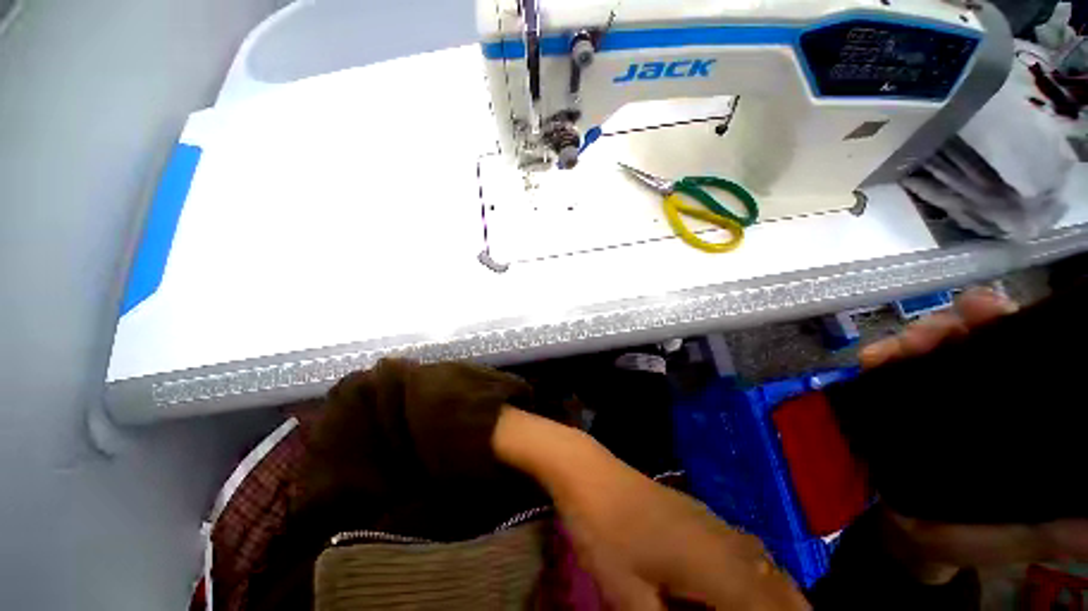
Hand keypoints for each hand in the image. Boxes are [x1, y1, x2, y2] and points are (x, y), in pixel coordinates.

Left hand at [493, 407, 807, 609]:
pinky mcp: (693, 506)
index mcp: (712, 566)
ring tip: (776, 610)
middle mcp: (721, 539)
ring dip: (776, 591)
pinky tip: (742, 577)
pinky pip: (741, 542)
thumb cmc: (604, 532)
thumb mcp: (629, 595)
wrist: (589, 471)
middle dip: (791, 610)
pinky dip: (756, 567)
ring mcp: (707, 517)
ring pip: (762, 561)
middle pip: (776, 585)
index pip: (768, 608)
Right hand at [859, 287, 1087, 582]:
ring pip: (920, 348)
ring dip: (907, 340)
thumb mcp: (1016, 534)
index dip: (1000, 324)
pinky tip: (869, 360)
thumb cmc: (966, 534)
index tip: (982, 312)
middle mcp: (971, 392)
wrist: (905, 535)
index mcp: (1009, 412)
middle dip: (945, 326)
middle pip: (961, 338)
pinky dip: (876, 358)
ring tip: (893, 352)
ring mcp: (927, 394)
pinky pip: (881, 369)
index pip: (1013, 353)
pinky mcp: (889, 400)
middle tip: (927, 337)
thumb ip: (1052, 530)